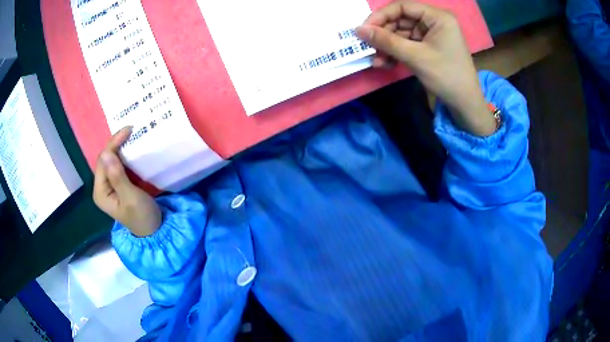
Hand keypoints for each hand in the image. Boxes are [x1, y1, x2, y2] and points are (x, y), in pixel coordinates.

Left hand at [93, 127, 161, 236]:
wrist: (154, 230)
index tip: (129, 130)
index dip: (113, 144)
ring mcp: (109, 187)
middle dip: (116, 144)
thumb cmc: (142, 217)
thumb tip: (107, 153)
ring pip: (110, 161)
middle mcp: (101, 188)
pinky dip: (123, 156)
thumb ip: (118, 177)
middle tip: (131, 130)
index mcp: (101, 192)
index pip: (103, 161)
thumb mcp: (131, 198)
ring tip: (131, 136)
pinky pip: (117, 166)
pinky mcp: (117, 186)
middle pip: (105, 159)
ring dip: (119, 148)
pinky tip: (130, 149)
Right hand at [356, 1, 496, 136]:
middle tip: (369, 49)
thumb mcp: (415, 56)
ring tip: (377, 62)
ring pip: (402, 33)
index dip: (381, 16)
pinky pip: (408, 44)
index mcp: (438, 16)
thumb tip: (358, 30)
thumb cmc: (446, 76)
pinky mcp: (430, 46)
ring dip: (388, 46)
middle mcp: (435, 20)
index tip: (364, 30)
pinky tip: (386, 63)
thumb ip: (386, 41)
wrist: (465, 104)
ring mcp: (433, 34)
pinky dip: (397, 52)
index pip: (402, 7)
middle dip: (384, 35)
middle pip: (401, 20)